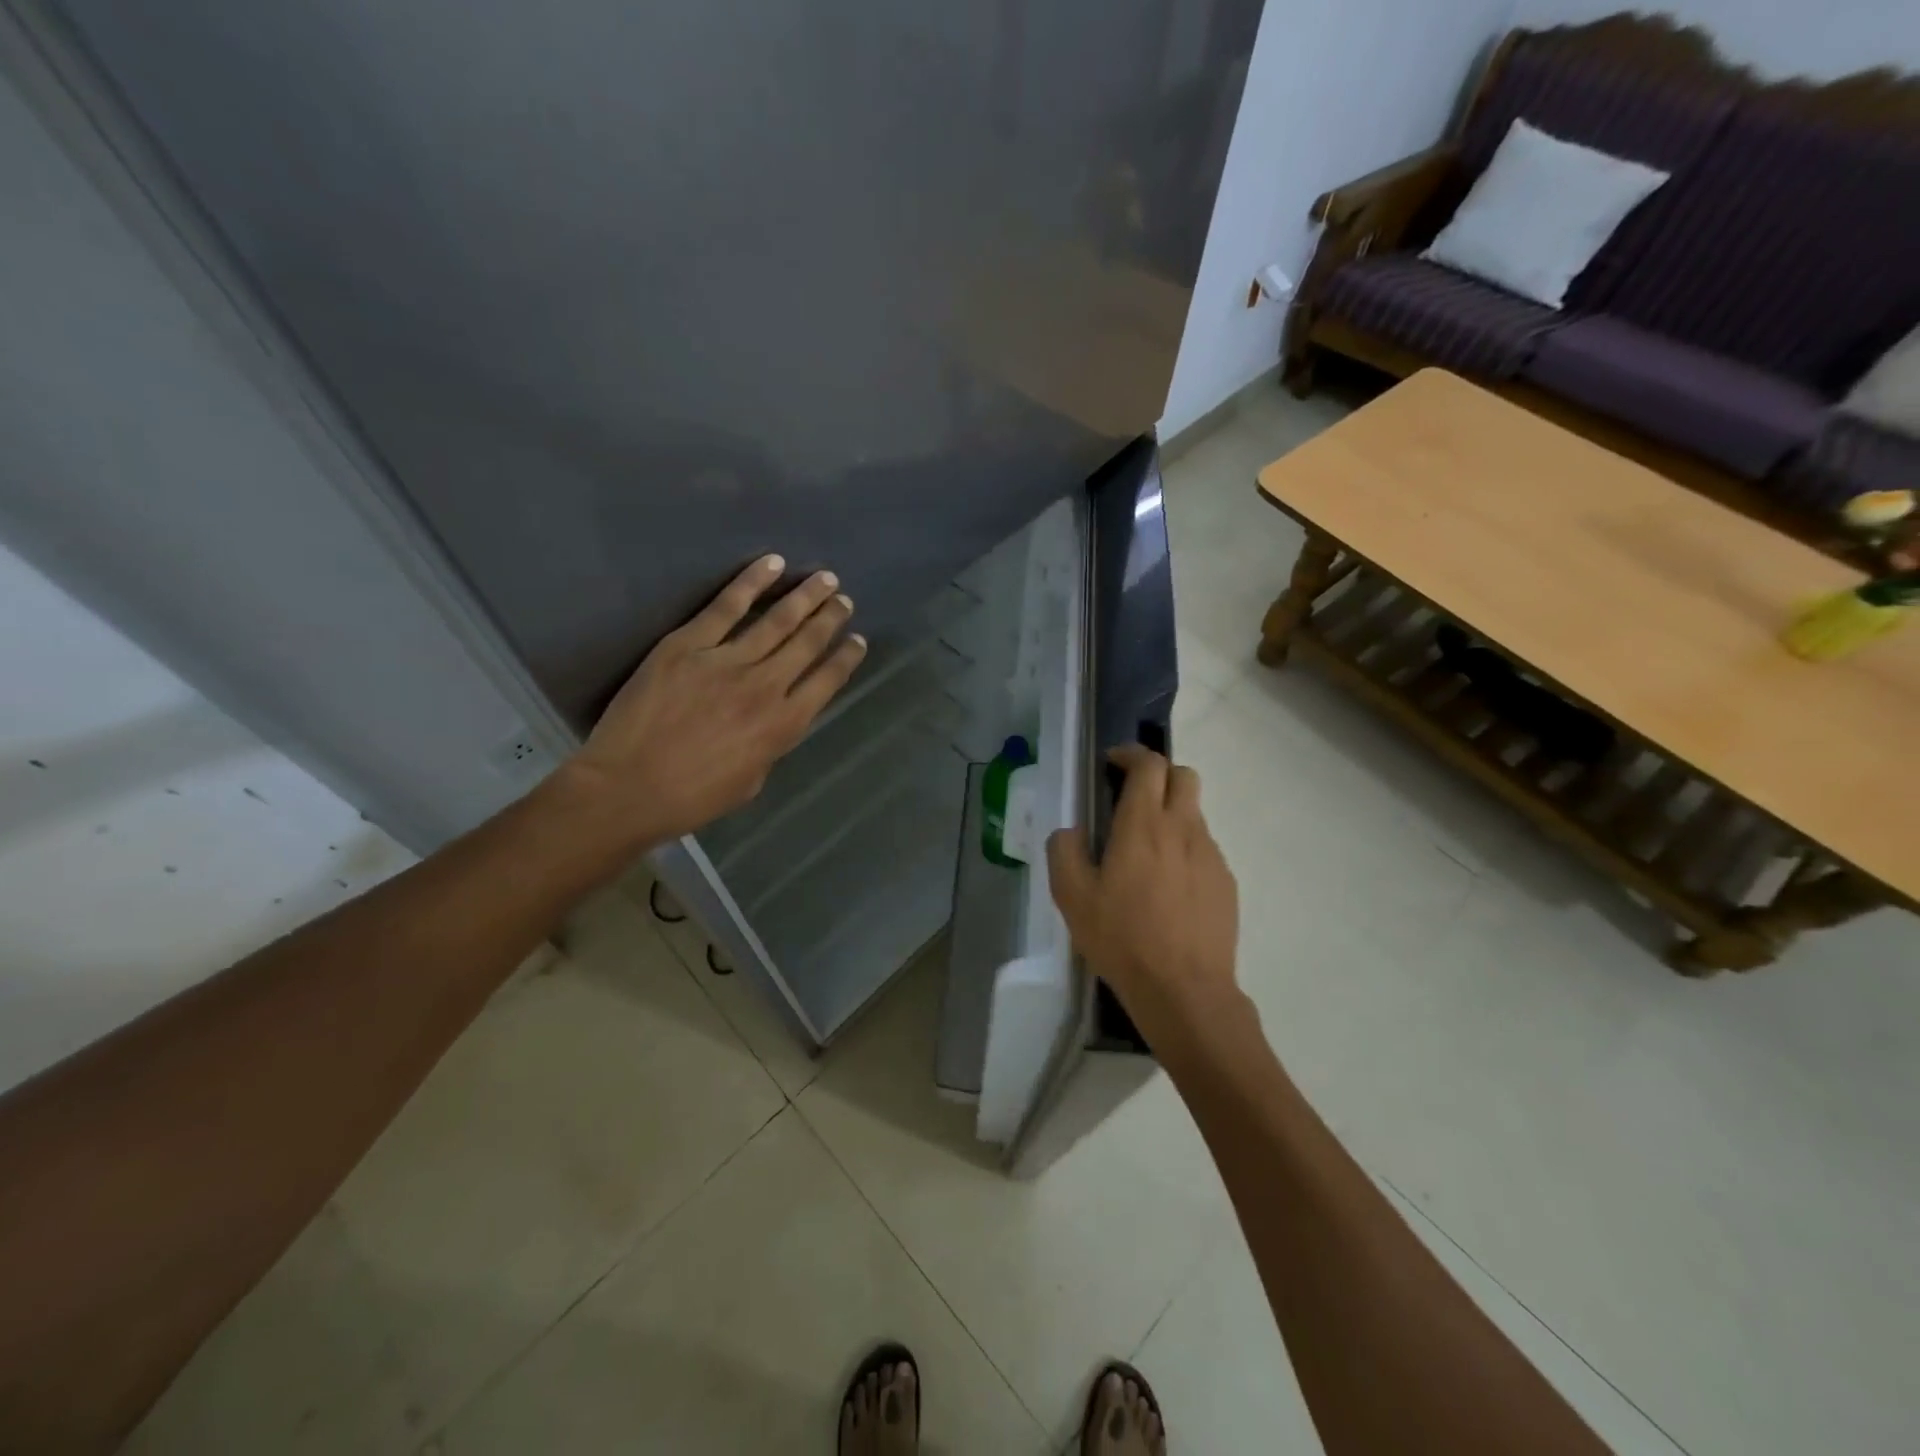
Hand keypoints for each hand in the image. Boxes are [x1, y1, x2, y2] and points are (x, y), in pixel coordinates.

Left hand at [565, 555, 865, 847]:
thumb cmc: (692, 797)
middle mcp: (765, 686)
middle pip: (807, 643)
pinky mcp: (688, 645)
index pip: (827, 681)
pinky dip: (752, 582)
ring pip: (777, 620)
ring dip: (805, 597)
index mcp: (783, 725)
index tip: (857, 640)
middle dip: (830, 619)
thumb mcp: (751, 780)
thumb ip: (770, 743)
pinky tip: (772, 564)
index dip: (846, 658)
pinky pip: (726, 606)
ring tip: (825, 579)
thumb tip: (773, 717)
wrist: (629, 788)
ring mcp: (726, 661)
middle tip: (844, 600)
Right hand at [1046, 746, 1240, 1043]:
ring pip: (1195, 813)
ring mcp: (1211, 855)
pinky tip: (1169, 887)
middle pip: (1183, 775)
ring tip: (1147, 852)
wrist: (1184, 990)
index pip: (1148, 764)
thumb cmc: (1122, 938)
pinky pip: (1205, 849)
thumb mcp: (1072, 897)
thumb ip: (1064, 851)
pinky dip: (1185, 849)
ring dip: (1171, 814)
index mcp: (1143, 824)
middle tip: (1132, 797)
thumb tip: (1071, 831)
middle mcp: (1183, 828)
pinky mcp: (1226, 882)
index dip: (1130, 754)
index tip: (1113, 763)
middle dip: (1159, 774)